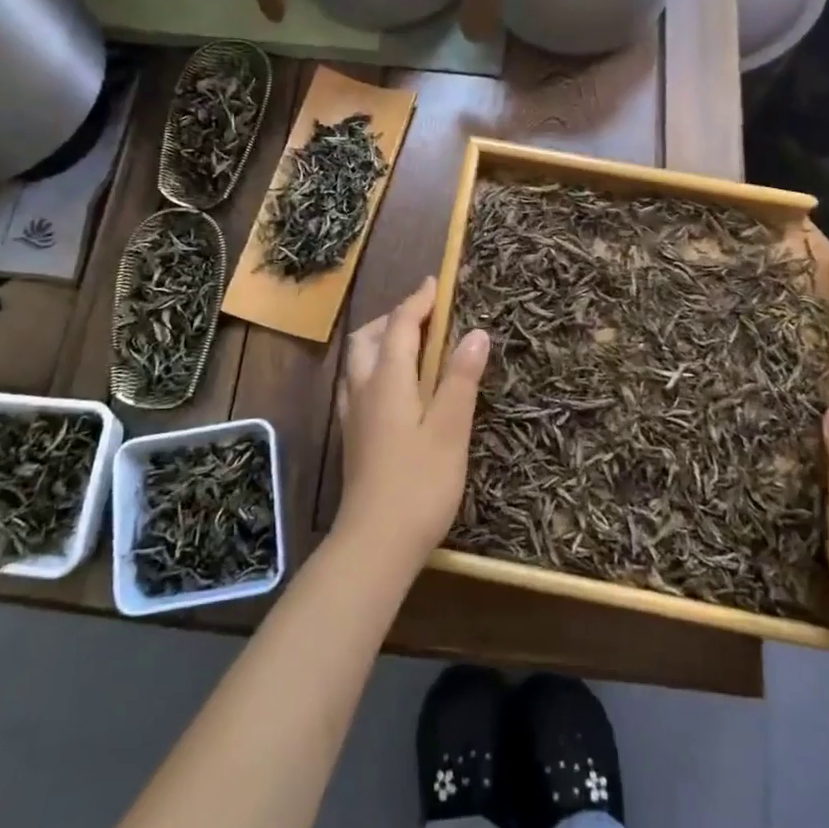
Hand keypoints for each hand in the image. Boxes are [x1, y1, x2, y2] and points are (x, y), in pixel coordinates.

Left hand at [334, 277, 489, 561]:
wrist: (374, 544)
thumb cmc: (419, 485)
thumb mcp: (450, 430)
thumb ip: (460, 379)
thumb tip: (475, 332)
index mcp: (388, 380)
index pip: (400, 326)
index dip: (418, 302)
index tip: (436, 283)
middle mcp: (363, 389)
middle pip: (370, 337)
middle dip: (395, 317)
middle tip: (426, 315)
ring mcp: (353, 414)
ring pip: (358, 360)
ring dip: (382, 340)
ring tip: (411, 345)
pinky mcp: (352, 436)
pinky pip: (357, 382)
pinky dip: (375, 366)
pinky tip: (393, 387)